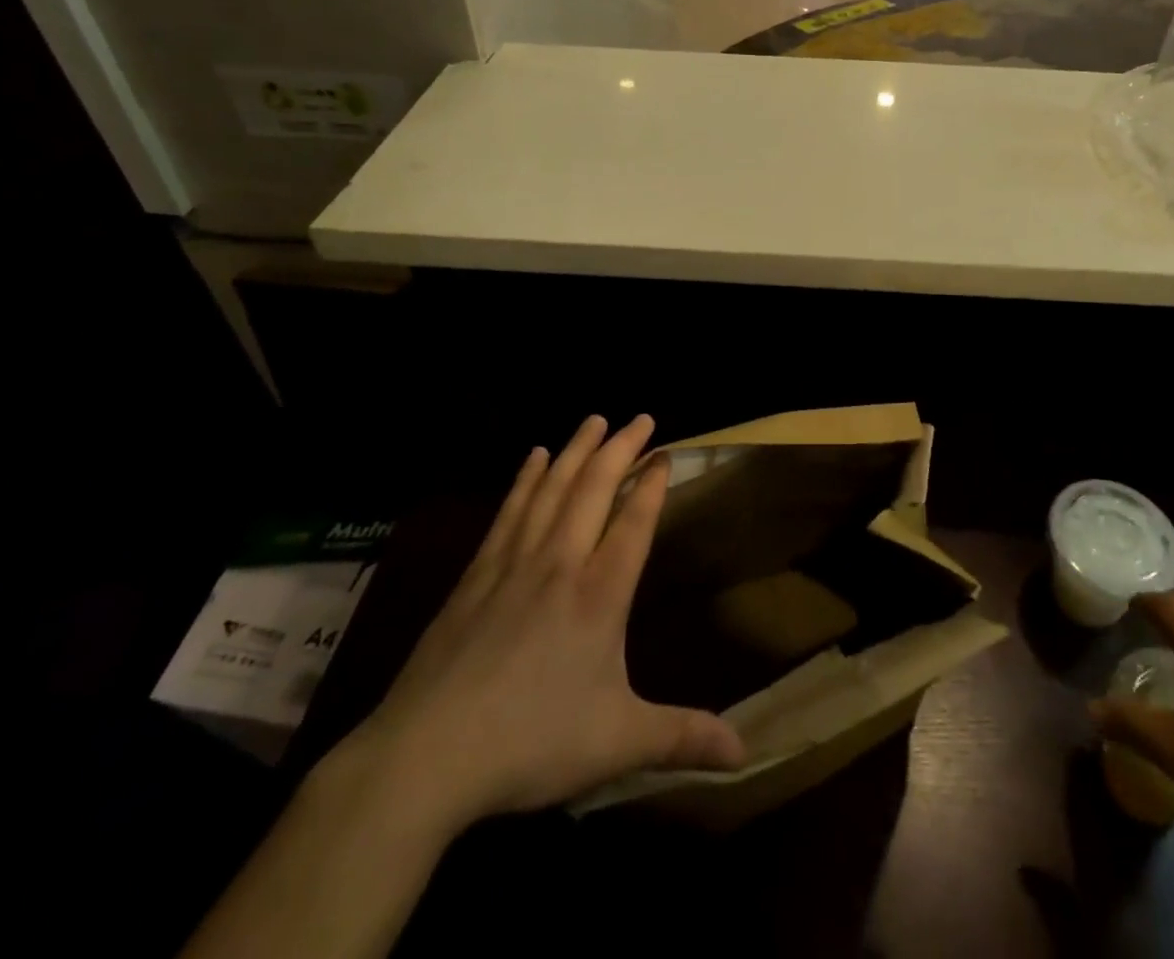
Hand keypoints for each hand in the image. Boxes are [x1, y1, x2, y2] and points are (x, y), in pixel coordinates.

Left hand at [333, 415, 745, 838]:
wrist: (426, 756)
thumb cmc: (531, 743)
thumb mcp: (618, 744)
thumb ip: (682, 738)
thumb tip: (747, 753)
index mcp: (600, 595)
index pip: (634, 522)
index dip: (652, 484)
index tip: (665, 453)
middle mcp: (560, 564)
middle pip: (595, 490)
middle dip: (621, 448)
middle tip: (640, 417)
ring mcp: (513, 565)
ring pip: (552, 490)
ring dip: (576, 451)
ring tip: (594, 420)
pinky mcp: (475, 576)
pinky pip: (509, 512)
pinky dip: (525, 479)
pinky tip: (533, 458)